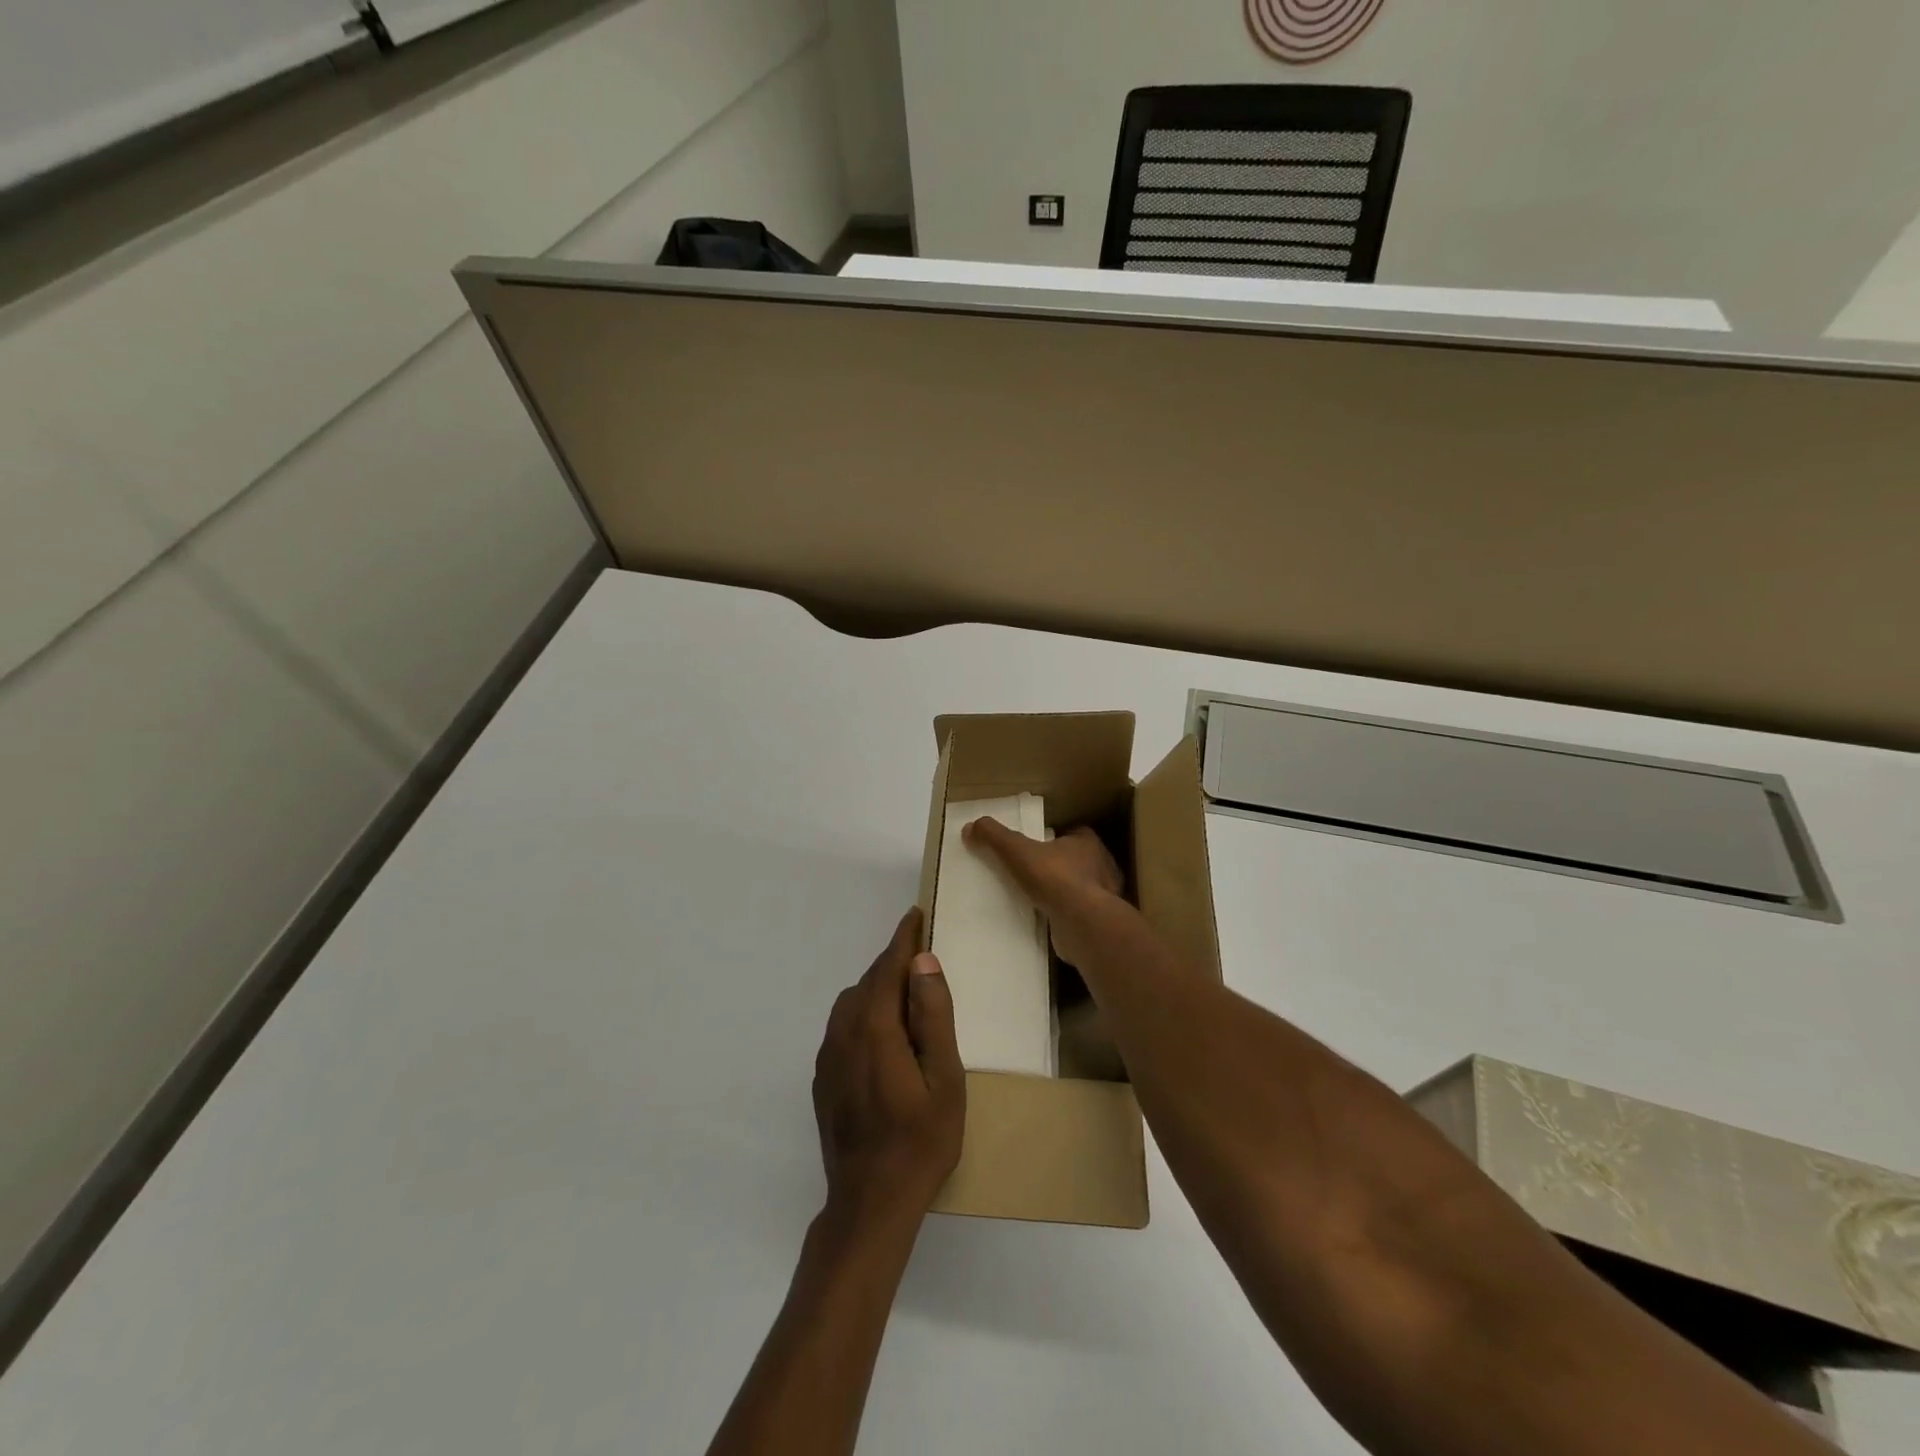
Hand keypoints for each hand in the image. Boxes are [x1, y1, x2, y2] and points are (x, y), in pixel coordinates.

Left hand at [812, 908, 964, 1232]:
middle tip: (922, 954)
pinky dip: (865, 1013)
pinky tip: (885, 1034)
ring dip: (879, 988)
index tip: (916, 915)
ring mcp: (828, 1056)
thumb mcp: (943, 1079)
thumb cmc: (919, 1141)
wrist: (869, 1203)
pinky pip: (844, 1026)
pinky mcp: (824, 1078)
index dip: (904, 939)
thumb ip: (933, 1016)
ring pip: (853, 1002)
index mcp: (874, 1027)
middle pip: (869, 981)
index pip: (888, 967)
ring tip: (909, 994)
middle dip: (894, 962)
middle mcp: (843, 1032)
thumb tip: (922, 962)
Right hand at [962, 819, 1124, 969]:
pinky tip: (1048, 920)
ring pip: (1082, 888)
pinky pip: (1080, 912)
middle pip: (1078, 861)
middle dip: (1060, 865)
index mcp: (1088, 843)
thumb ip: (995, 837)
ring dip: (1065, 892)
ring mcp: (1105, 895)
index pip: (1073, 834)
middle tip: (1033, 873)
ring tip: (1038, 898)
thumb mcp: (1018, 851)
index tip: (1036, 846)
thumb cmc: (1055, 879)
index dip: (1055, 838)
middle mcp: (1102, 866)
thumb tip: (970, 827)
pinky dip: (1066, 914)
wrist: (1082, 924)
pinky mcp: (1099, 921)